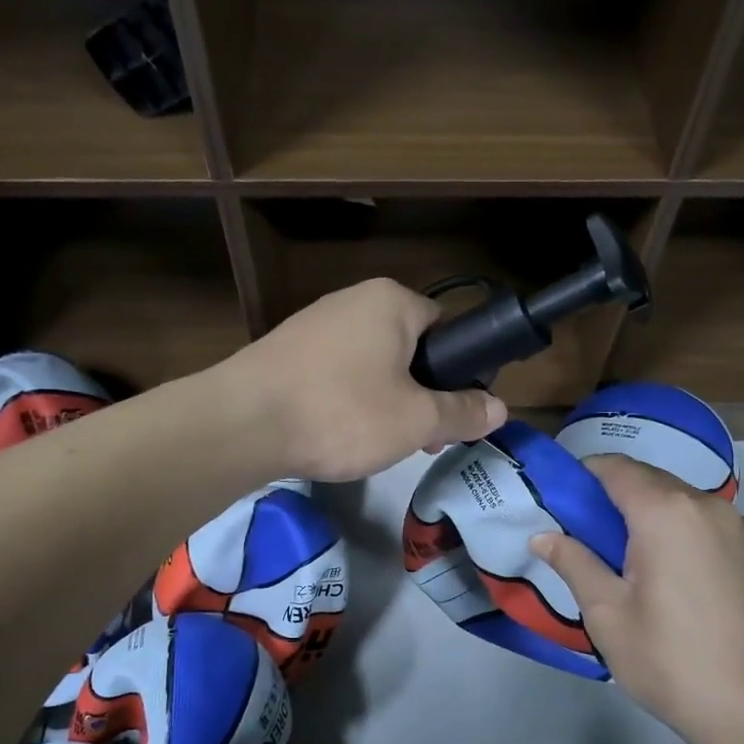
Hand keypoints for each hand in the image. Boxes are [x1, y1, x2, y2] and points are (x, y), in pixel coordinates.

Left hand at [219, 278, 506, 481]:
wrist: (242, 424)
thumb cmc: (343, 412)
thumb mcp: (416, 420)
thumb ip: (462, 412)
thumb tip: (500, 408)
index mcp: (392, 302)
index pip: (445, 329)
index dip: (455, 373)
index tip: (452, 414)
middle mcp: (353, 300)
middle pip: (407, 348)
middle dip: (419, 394)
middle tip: (419, 439)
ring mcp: (314, 323)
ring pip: (371, 364)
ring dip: (384, 401)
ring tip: (377, 443)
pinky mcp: (286, 350)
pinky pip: (335, 373)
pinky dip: (346, 401)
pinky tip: (338, 433)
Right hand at [530, 456, 743, 743]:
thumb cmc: (669, 660)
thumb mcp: (606, 613)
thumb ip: (573, 562)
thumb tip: (543, 536)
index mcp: (665, 511)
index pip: (615, 467)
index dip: (582, 476)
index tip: (559, 503)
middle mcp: (706, 504)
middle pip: (647, 478)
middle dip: (611, 496)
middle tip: (583, 536)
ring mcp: (737, 526)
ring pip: (676, 498)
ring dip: (643, 512)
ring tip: (622, 559)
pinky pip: (701, 520)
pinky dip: (674, 527)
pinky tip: (663, 572)